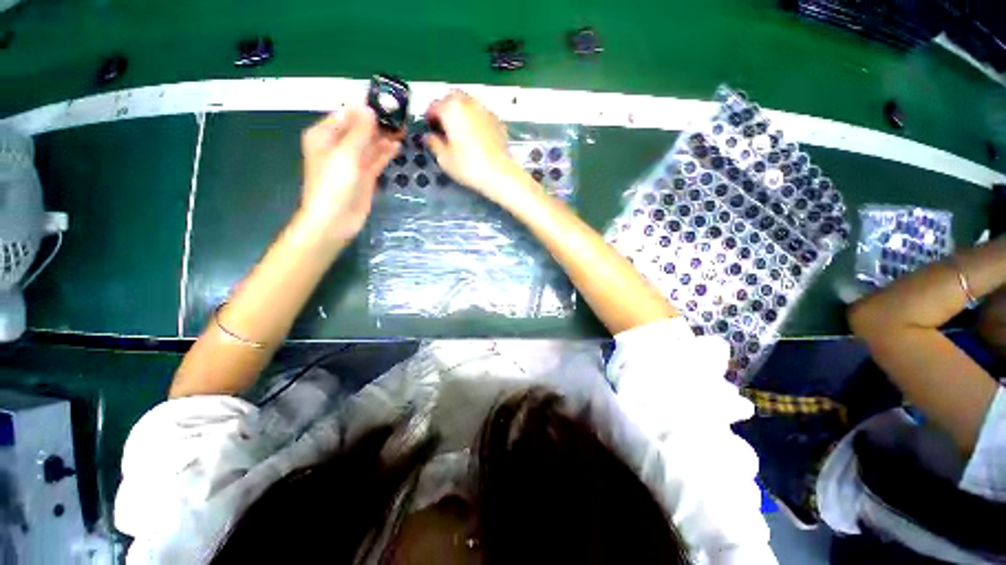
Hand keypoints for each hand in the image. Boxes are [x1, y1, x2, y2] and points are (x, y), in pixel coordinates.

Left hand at [299, 106, 401, 239]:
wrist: (335, 219)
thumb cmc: (334, 184)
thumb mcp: (345, 154)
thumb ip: (359, 131)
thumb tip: (370, 108)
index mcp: (325, 135)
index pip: (347, 114)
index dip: (366, 108)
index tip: (387, 102)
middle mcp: (338, 145)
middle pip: (360, 128)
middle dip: (378, 123)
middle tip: (400, 117)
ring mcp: (353, 162)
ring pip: (370, 144)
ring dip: (384, 137)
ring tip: (403, 129)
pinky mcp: (365, 176)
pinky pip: (376, 159)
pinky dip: (385, 152)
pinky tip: (397, 146)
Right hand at [425, 91, 535, 205]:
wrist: (499, 173)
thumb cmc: (471, 166)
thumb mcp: (444, 159)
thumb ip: (433, 144)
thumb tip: (429, 138)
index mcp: (451, 109)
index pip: (433, 105)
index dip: (429, 118)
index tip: (430, 128)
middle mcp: (468, 103)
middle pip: (452, 98)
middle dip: (445, 109)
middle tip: (443, 127)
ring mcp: (485, 110)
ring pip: (468, 104)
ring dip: (461, 113)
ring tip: (459, 132)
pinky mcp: (497, 121)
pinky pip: (481, 115)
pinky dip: (475, 120)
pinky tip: (475, 137)